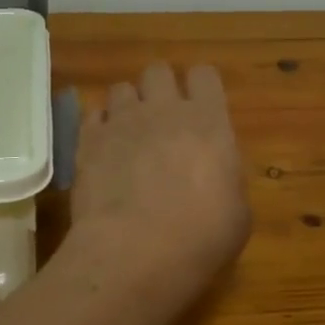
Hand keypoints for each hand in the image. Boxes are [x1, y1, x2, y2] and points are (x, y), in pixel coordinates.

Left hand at [70, 63, 251, 295]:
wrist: (135, 253)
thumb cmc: (201, 238)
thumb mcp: (237, 214)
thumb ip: (226, 180)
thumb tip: (216, 177)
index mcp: (209, 121)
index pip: (205, 74)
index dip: (201, 87)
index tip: (201, 108)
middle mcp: (164, 110)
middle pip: (158, 71)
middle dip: (160, 88)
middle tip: (163, 120)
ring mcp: (121, 122)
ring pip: (121, 88)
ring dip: (127, 106)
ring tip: (129, 135)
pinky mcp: (87, 141)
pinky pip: (91, 114)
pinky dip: (99, 127)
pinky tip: (104, 150)